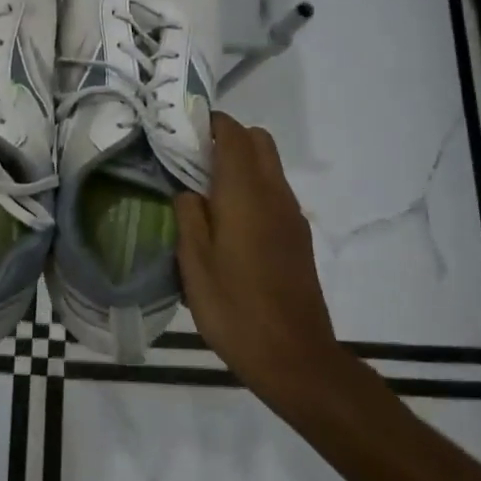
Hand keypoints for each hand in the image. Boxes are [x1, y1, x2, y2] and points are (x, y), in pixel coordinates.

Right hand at [175, 113, 339, 401]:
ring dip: (241, 165)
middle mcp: (275, 194)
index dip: (209, 123)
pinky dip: (253, 189)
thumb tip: (188, 192)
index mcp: (246, 193)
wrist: (294, 357)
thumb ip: (188, 216)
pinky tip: (229, 225)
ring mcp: (292, 216)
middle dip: (228, 138)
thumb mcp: (194, 263)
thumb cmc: (235, 308)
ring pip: (269, 166)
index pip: (234, 134)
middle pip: (258, 141)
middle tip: (193, 160)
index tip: (182, 131)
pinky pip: (274, 193)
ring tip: (206, 193)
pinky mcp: (299, 237)